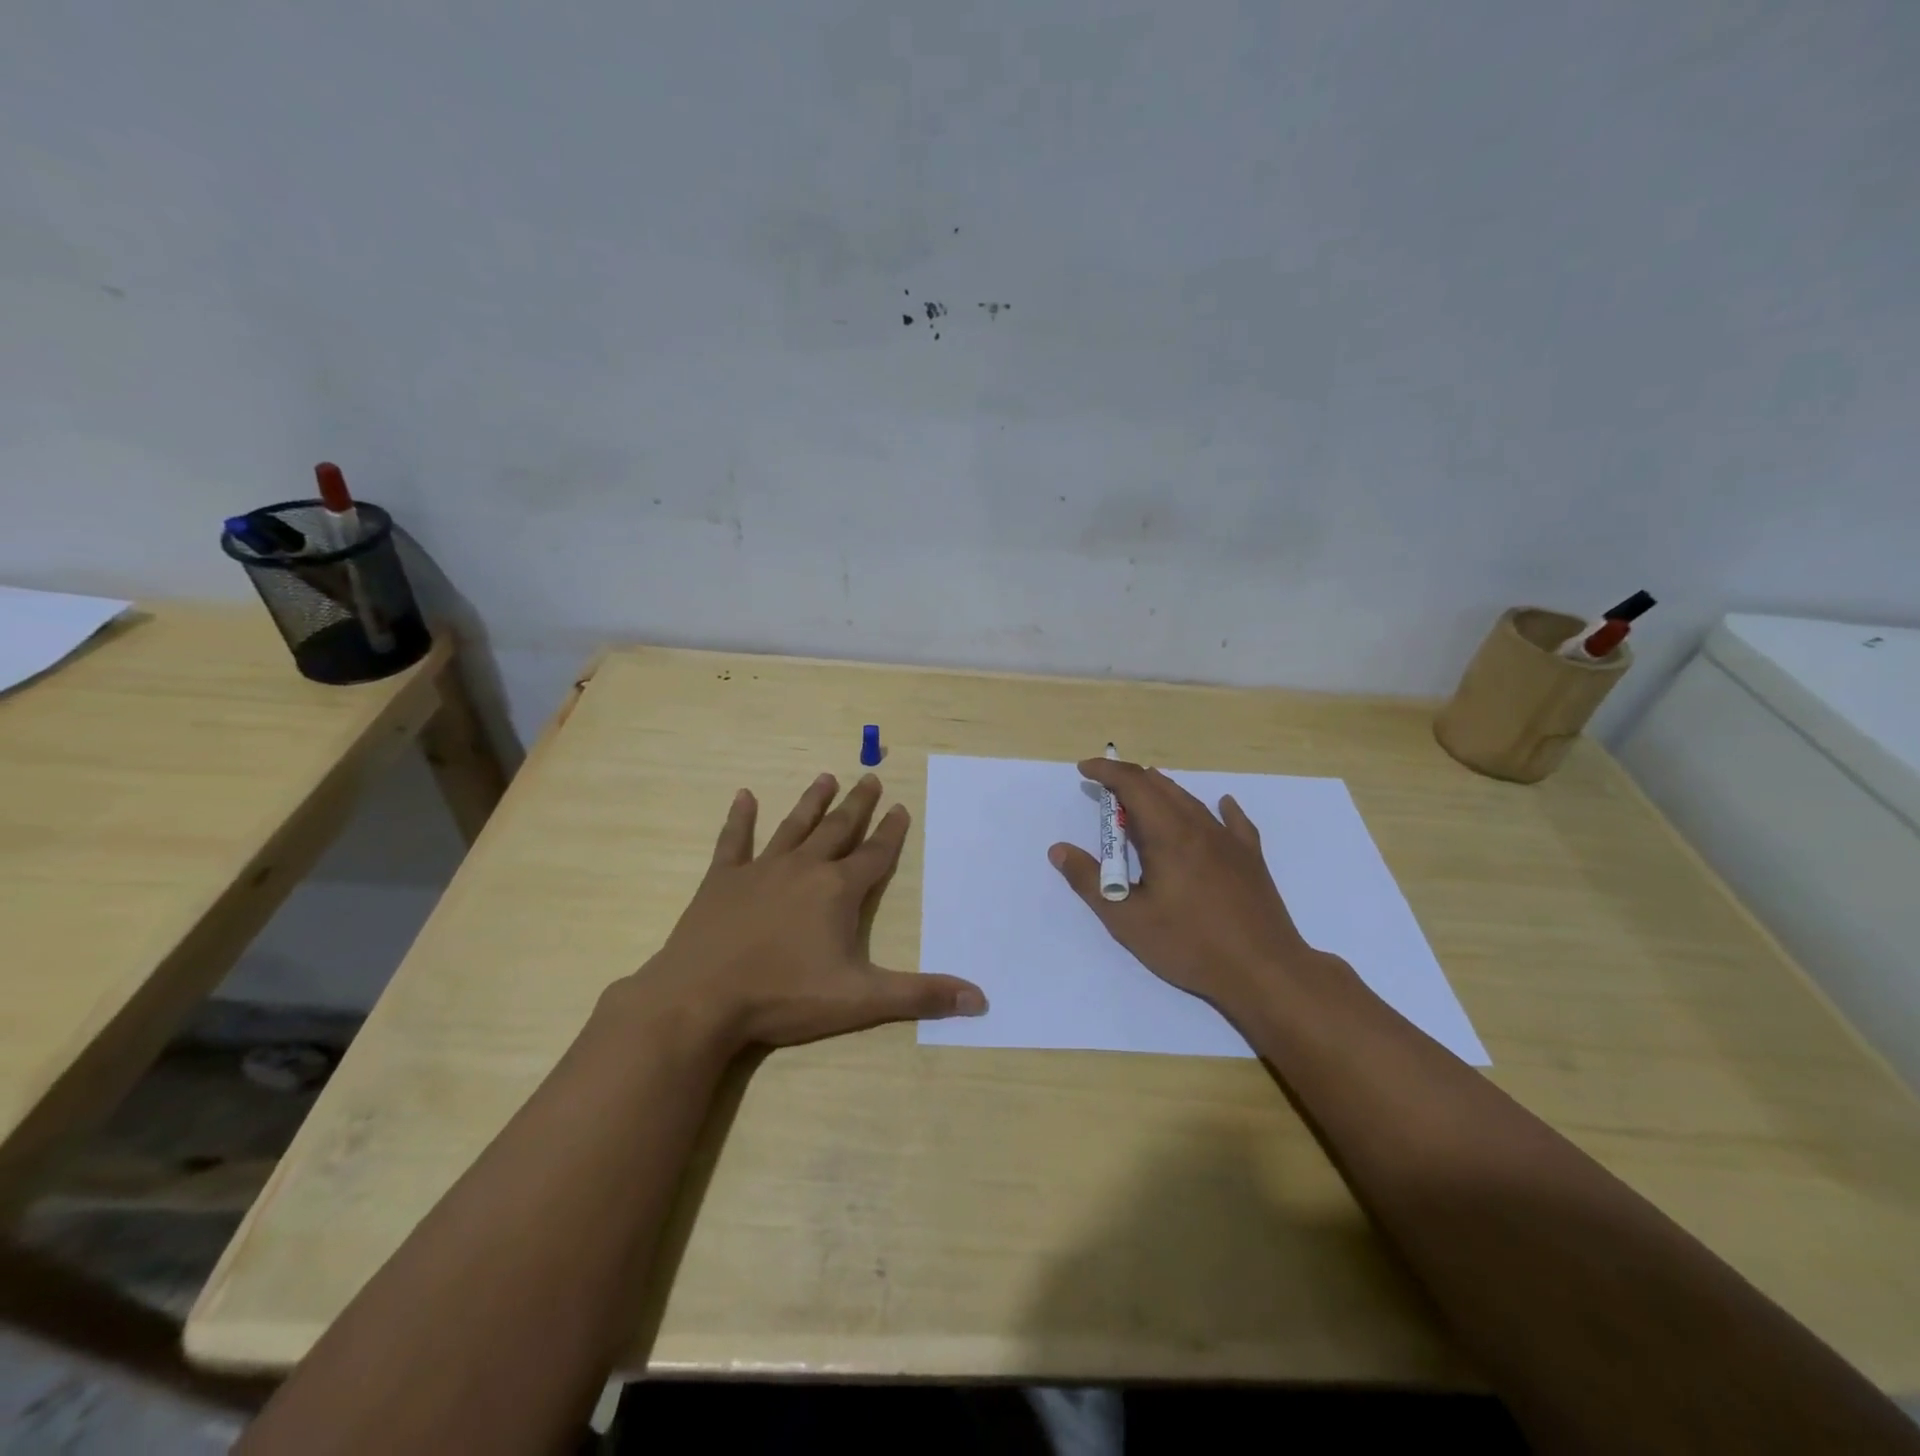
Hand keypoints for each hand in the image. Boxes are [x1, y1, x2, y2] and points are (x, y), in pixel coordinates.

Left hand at [625, 772, 986, 1053]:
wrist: (700, 1000)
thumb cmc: (784, 997)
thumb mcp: (861, 1000)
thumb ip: (920, 995)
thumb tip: (979, 999)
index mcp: (838, 891)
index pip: (875, 854)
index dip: (891, 831)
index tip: (900, 807)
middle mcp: (804, 868)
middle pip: (838, 829)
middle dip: (858, 804)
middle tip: (870, 777)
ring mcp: (760, 870)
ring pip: (794, 826)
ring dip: (812, 802)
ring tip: (826, 777)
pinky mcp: (722, 880)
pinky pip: (734, 841)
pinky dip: (740, 818)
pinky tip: (743, 796)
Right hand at [1049, 757, 1332, 1020]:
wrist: (1265, 971)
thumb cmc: (1190, 945)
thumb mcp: (1127, 920)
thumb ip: (1089, 881)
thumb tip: (1059, 850)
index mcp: (1168, 835)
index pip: (1132, 785)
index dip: (1106, 772)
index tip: (1084, 770)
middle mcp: (1199, 826)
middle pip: (1161, 787)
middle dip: (1129, 781)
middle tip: (1106, 792)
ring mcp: (1229, 841)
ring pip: (1191, 801)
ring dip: (1162, 793)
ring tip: (1143, 801)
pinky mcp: (1251, 858)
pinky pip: (1233, 821)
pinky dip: (1217, 808)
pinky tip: (1222, 805)